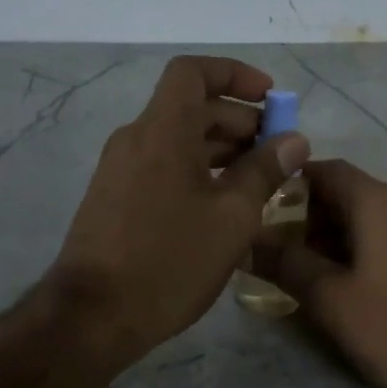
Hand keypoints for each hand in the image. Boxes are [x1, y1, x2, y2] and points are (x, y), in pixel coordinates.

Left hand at [47, 56, 309, 362]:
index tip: (270, 99)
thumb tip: (293, 140)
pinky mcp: (113, 200)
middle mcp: (135, 139)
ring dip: (219, 150)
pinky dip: (195, 172)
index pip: (193, 72)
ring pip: (176, 141)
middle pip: (190, 108)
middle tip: (277, 153)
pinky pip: (160, 168)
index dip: (234, 74)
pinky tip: (221, 208)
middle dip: (238, 120)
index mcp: (162, 130)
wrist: (93, 315)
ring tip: (259, 182)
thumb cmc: (170, 260)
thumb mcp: (232, 217)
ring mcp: (118, 170)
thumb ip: (264, 171)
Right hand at [256, 160, 386, 387]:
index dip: (289, 186)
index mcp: (381, 202)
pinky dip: (370, 249)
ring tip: (313, 276)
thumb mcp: (332, 301)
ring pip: (373, 217)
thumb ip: (287, 264)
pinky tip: (357, 285)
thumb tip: (249, 240)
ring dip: (339, 238)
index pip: (324, 170)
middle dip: (310, 219)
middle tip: (281, 256)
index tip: (262, 215)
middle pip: (348, 194)